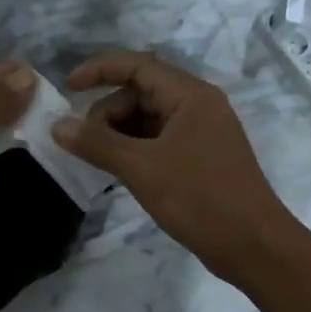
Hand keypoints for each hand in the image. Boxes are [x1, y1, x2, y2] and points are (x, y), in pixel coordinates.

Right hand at [51, 50, 295, 280]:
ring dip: (119, 133)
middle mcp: (198, 106)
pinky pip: (158, 141)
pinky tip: (120, 171)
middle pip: (140, 92)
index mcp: (191, 96)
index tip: (66, 89)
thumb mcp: (142, 168)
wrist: (253, 245)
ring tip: (100, 161)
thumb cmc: (200, 199)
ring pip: (148, 119)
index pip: (137, 65)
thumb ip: (97, 144)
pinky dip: (134, 150)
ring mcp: (201, 133)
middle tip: (86, 145)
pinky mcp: (200, 158)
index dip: (99, 70)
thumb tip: (56, 126)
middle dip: (107, 112)